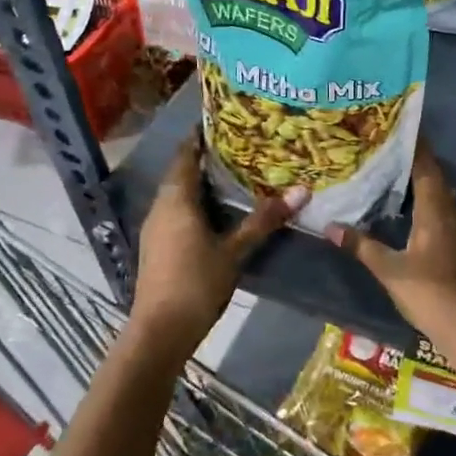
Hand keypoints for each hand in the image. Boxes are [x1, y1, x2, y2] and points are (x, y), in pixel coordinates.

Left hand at [134, 134, 303, 345]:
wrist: (160, 332)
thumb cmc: (196, 283)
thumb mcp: (234, 251)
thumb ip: (264, 220)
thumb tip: (301, 191)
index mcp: (176, 200)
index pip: (184, 156)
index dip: (198, 138)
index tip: (222, 123)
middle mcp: (160, 208)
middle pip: (180, 174)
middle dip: (204, 160)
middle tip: (238, 149)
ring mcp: (154, 230)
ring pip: (177, 196)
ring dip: (199, 185)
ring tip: (231, 177)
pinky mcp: (156, 249)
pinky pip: (175, 214)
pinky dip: (194, 206)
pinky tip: (215, 215)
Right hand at [326, 142, 455, 369]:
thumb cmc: (429, 292)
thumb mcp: (389, 270)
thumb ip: (361, 246)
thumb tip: (330, 226)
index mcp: (437, 211)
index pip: (427, 167)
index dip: (416, 147)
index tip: (402, 128)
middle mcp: (455, 214)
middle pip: (437, 180)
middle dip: (417, 165)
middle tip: (390, 155)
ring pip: (444, 199)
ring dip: (425, 188)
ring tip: (397, 182)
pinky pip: (448, 217)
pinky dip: (432, 209)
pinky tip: (415, 219)